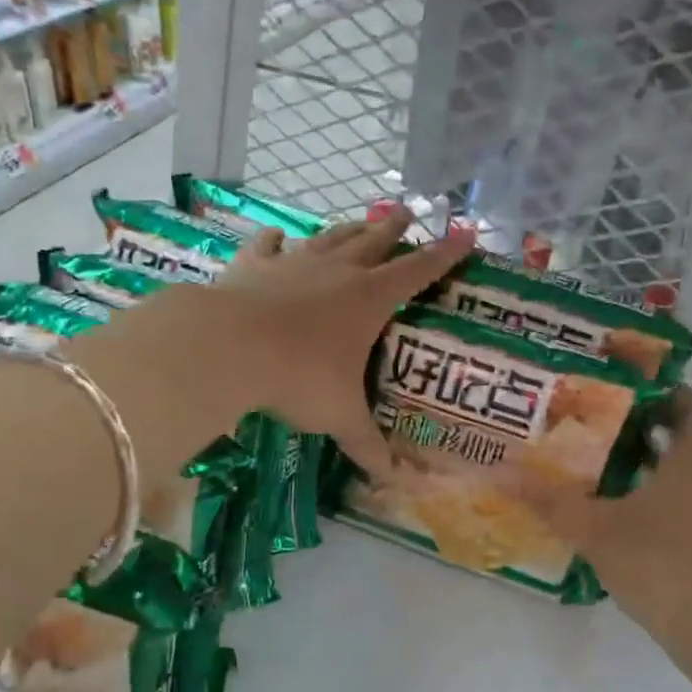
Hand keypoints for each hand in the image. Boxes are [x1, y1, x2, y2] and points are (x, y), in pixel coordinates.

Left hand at [120, 210, 474, 479]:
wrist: (227, 347)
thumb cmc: (298, 377)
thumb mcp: (339, 416)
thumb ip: (366, 444)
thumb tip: (391, 479)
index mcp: (368, 299)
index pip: (418, 271)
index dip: (444, 255)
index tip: (464, 235)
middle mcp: (336, 272)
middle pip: (373, 241)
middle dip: (393, 228)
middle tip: (407, 211)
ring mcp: (293, 263)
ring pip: (328, 238)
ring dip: (347, 229)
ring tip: (359, 221)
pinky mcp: (252, 266)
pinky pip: (269, 246)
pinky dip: (277, 240)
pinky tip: (279, 235)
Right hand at [508, 390, 691, 633]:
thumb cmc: (663, 564)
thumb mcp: (598, 529)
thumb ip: (551, 502)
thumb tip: (502, 471)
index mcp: (685, 468)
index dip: (674, 392)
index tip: (640, 381)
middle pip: (676, 444)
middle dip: (640, 427)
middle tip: (594, 416)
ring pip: (664, 479)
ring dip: (633, 466)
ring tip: (586, 460)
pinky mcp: (686, 551)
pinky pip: (658, 511)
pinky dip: (632, 503)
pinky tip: (598, 513)